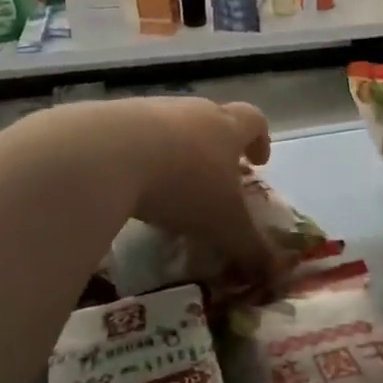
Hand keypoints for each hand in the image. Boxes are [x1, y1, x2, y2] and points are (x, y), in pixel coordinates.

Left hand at [111, 97, 275, 275]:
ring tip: (170, 184)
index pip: (254, 121)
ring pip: (172, 125)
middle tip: (215, 178)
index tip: (258, 162)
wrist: (109, 154)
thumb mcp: (224, 225)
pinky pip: (134, 135)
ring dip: (177, 150)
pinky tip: (130, 182)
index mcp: (226, 128)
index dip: (260, 140)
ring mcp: (151, 110)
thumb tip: (274, 272)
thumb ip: (250, 248)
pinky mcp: (113, 118)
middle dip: (217, 147)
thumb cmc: (183, 185)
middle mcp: (193, 111)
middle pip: (213, 118)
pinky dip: (139, 155)